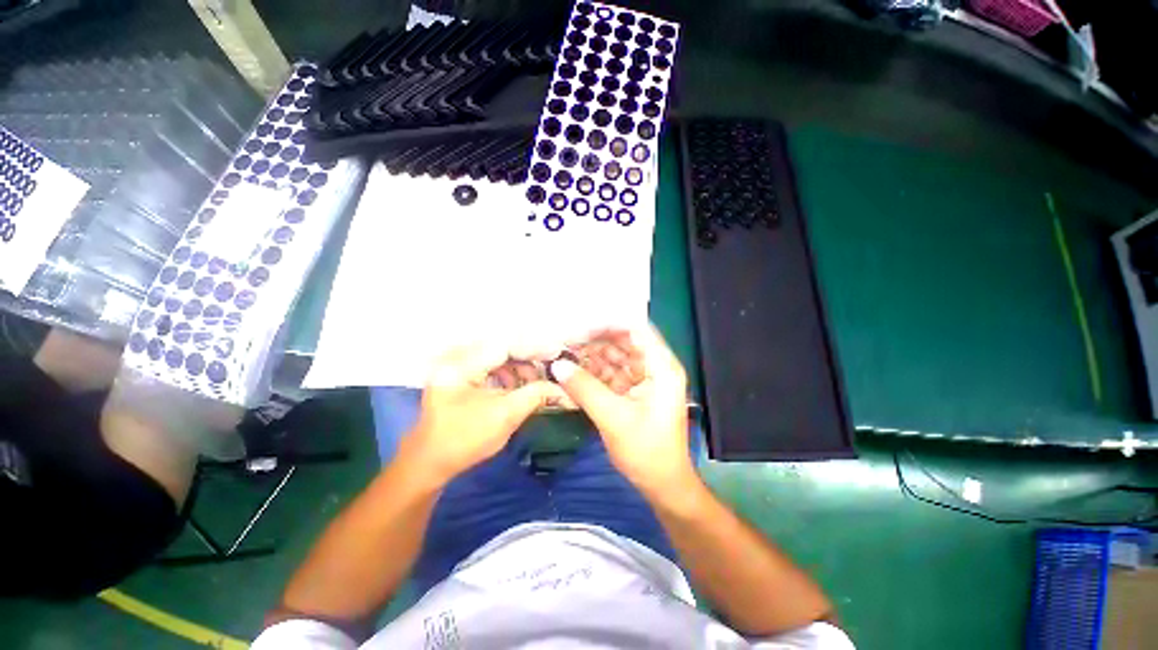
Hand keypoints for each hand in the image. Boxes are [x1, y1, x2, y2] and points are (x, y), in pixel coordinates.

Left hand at [409, 344, 561, 482]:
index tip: (556, 353)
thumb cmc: (464, 441)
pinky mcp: (459, 373)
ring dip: (518, 365)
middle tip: (549, 367)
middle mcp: (456, 357)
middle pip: (501, 346)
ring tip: (534, 381)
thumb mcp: (505, 417)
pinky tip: (517, 385)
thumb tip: (562, 387)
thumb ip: (535, 395)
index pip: (504, 345)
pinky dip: (507, 372)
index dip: (533, 348)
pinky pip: (489, 363)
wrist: (430, 462)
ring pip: (496, 354)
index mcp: (460, 366)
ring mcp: (455, 364)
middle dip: (528, 356)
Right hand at [550, 326, 692, 491]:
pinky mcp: (633, 392)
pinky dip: (594, 373)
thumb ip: (585, 388)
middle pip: (623, 342)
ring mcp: (643, 380)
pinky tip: (573, 371)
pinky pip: (611, 374)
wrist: (662, 486)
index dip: (610, 323)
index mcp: (661, 367)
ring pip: (615, 358)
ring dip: (591, 356)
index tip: (582, 322)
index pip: (637, 331)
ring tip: (564, 352)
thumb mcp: (613, 418)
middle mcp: (654, 367)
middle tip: (565, 338)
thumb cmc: (647, 452)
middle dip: (595, 340)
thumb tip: (557, 364)